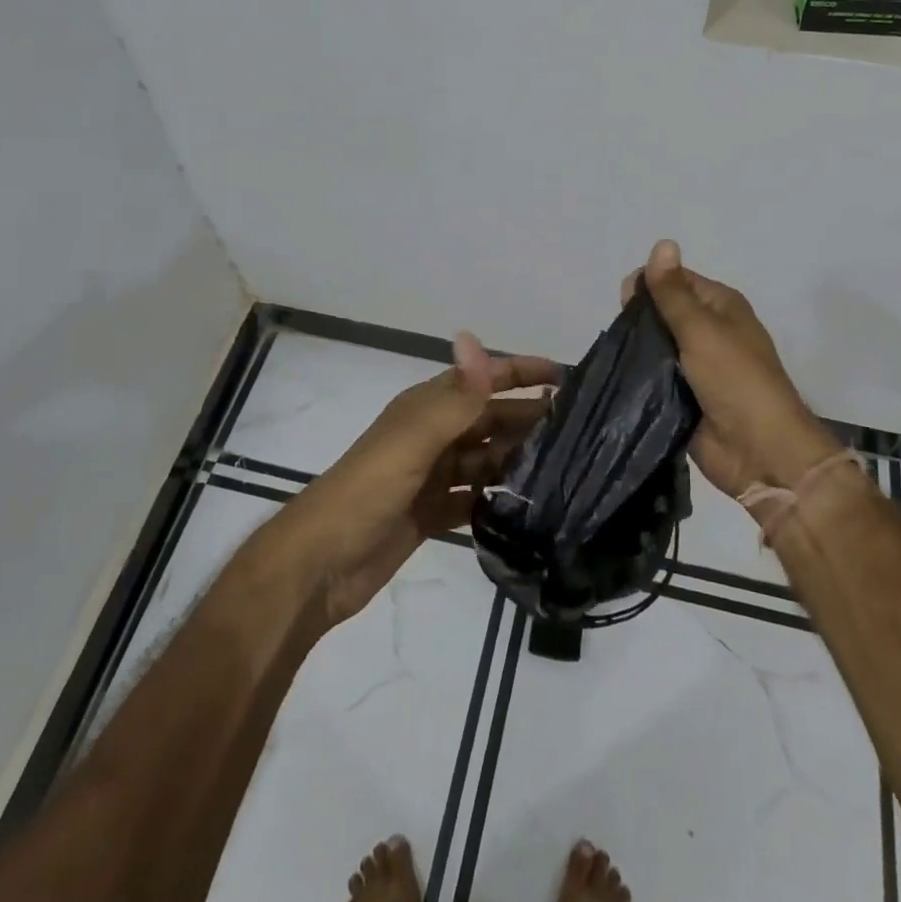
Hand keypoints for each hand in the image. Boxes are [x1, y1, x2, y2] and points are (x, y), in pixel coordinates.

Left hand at [279, 334, 557, 628]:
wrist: (320, 564)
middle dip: (528, 417)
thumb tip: (473, 336)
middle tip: (580, 429)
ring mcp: (431, 476)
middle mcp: (432, 435)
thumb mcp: (414, 439)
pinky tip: (528, 505)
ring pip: (485, 458)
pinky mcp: (431, 513)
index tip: (566, 377)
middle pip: (489, 419)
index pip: (481, 379)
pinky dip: (497, 497)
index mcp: (426, 408)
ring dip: (517, 458)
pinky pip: (473, 497)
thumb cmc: (368, 490)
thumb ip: (454, 395)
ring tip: (565, 466)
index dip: (520, 371)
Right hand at [625, 240, 836, 498]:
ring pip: (656, 347)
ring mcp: (697, 366)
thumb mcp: (701, 329)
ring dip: (637, 351)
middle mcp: (710, 331)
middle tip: (622, 336)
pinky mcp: (684, 397)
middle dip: (639, 320)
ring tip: (616, 358)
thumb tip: (662, 242)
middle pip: (663, 313)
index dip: (648, 285)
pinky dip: (640, 378)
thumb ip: (673, 292)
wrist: (760, 452)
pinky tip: (618, 378)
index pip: (675, 281)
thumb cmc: (735, 380)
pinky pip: (655, 379)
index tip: (623, 301)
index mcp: (720, 306)